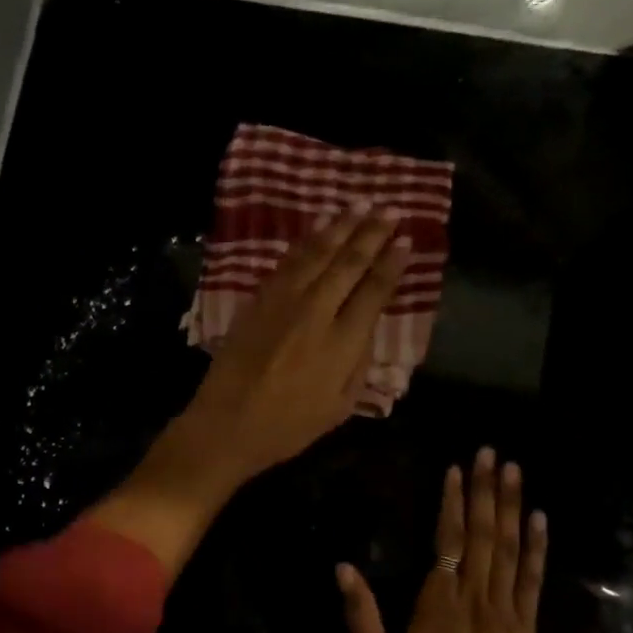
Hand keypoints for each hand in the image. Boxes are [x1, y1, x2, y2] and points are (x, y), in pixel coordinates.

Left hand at [90, 203, 408, 576]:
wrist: (227, 425)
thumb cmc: (288, 427)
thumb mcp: (339, 407)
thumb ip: (358, 364)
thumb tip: (366, 329)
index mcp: (341, 343)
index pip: (373, 292)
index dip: (391, 264)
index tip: (406, 242)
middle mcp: (315, 312)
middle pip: (348, 263)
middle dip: (372, 233)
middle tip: (390, 210)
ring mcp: (283, 302)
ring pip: (317, 253)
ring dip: (340, 226)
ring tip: (359, 205)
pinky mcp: (258, 300)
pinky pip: (288, 262)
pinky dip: (306, 242)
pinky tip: (318, 229)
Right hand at [337, 447, 547, 632]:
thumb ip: (362, 614)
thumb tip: (342, 568)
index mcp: (438, 602)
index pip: (448, 539)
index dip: (452, 502)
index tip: (456, 469)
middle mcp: (475, 596)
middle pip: (483, 533)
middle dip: (485, 490)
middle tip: (490, 453)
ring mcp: (505, 610)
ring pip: (510, 548)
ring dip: (511, 506)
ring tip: (514, 471)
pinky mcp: (525, 627)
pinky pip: (533, 579)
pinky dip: (537, 547)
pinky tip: (539, 519)